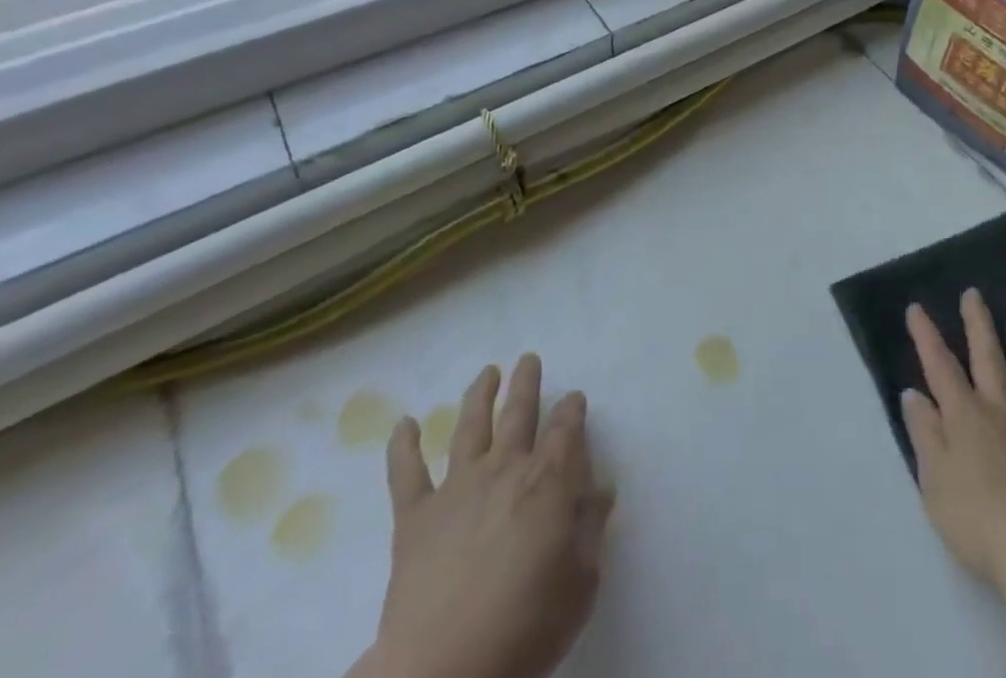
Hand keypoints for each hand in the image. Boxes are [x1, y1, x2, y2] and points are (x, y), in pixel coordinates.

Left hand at [355, 355, 614, 677]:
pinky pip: (406, 473)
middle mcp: (505, 469)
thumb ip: (591, 530)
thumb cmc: (527, 628)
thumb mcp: (581, 584)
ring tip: (487, 372)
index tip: (575, 398)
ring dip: (480, 394)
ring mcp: (457, 487)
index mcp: (549, 481)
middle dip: (527, 382)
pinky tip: (405, 423)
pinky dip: (403, 445)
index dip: (573, 409)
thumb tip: (602, 489)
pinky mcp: (415, 517)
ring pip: (470, 426)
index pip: (567, 429)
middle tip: (528, 359)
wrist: (444, 671)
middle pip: (519, 412)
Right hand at [900, 290, 1005, 587]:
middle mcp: (998, 412)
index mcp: (963, 417)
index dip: (926, 337)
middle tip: (973, 294)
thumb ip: (925, 433)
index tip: (916, 308)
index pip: (939, 367)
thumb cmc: (974, 519)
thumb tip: (914, 394)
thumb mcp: (932, 479)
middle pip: (987, 359)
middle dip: (977, 324)